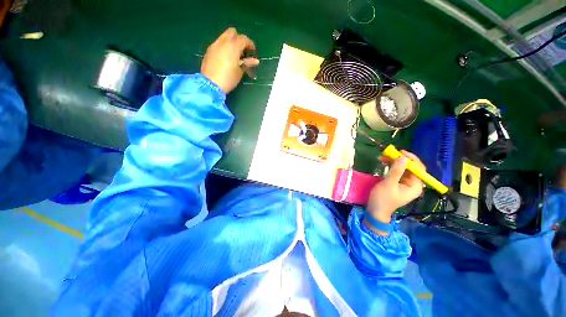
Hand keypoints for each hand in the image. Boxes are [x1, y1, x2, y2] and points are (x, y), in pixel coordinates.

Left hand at [201, 27, 259, 93]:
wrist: (211, 84)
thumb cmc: (228, 78)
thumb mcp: (240, 71)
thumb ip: (247, 63)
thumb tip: (255, 61)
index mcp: (233, 46)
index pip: (244, 39)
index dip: (250, 44)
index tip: (253, 52)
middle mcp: (223, 42)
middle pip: (232, 32)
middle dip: (239, 39)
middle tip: (243, 50)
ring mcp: (214, 45)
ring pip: (224, 37)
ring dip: (231, 42)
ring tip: (234, 55)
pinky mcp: (209, 50)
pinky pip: (218, 43)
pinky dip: (224, 47)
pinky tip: (226, 58)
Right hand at [365, 151, 424, 232]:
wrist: (375, 210)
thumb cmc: (383, 199)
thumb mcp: (389, 184)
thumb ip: (396, 171)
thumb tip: (403, 158)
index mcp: (415, 186)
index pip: (419, 169)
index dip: (411, 159)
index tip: (400, 152)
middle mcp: (412, 183)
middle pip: (410, 167)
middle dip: (400, 159)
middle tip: (388, 154)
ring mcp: (404, 183)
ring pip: (402, 168)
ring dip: (393, 162)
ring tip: (382, 157)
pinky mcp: (397, 183)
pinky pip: (396, 171)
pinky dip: (390, 166)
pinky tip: (383, 162)